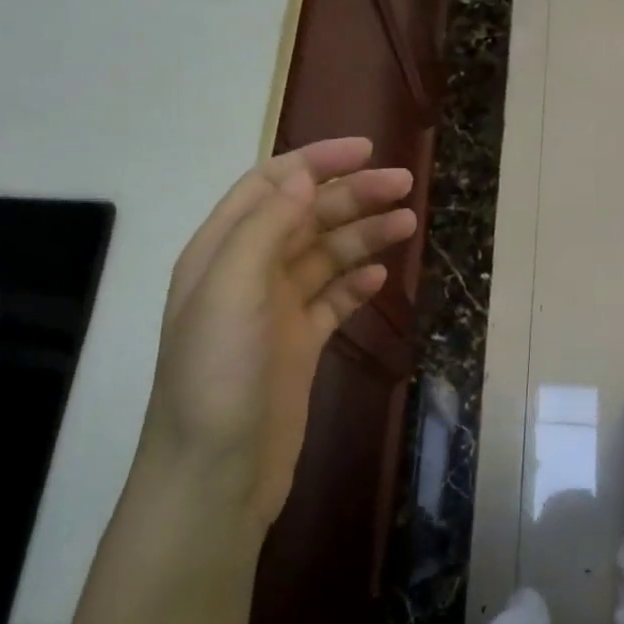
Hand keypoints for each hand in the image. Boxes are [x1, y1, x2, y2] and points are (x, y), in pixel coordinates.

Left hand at [144, 137, 416, 528]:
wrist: (215, 474)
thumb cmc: (217, 378)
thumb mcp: (231, 292)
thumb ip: (264, 229)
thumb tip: (304, 178)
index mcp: (222, 251)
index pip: (272, 186)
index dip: (317, 161)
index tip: (367, 149)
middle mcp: (248, 273)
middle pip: (306, 217)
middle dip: (353, 196)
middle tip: (405, 186)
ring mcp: (275, 311)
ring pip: (326, 256)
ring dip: (364, 235)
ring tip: (408, 224)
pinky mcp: (299, 345)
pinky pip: (333, 300)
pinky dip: (356, 283)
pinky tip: (382, 277)